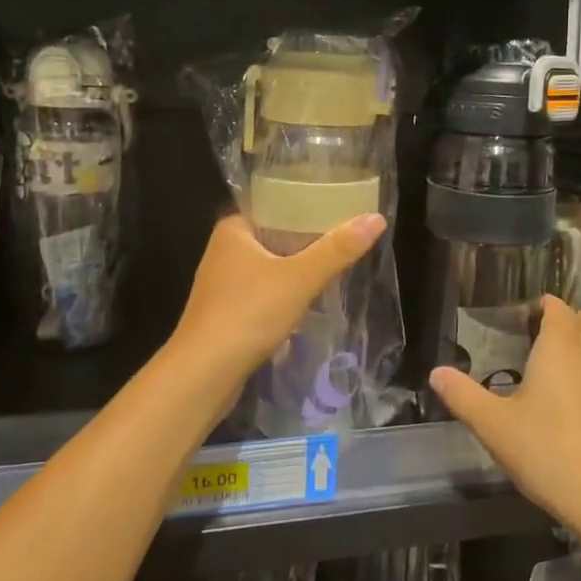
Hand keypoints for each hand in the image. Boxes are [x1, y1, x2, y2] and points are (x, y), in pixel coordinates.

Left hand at [173, 213, 386, 382]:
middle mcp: (223, 251)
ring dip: (297, 271)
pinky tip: (310, 302)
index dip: (307, 205)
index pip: (274, 205)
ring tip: (336, 267)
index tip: (340, 207)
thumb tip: (376, 218)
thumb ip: (338, 249)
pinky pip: (264, 294)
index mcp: (233, 229)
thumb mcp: (300, 278)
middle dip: (308, 241)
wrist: (204, 374)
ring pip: (270, 268)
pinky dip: (285, 295)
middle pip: (275, 237)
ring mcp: (222, 285)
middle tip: (347, 238)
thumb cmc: (248, 313)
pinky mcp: (226, 314)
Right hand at [431, 297, 580, 546]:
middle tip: (541, 338)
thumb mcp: (493, 426)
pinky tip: (562, 412)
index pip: (558, 308)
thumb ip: (463, 396)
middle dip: (572, 319)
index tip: (519, 319)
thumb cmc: (547, 452)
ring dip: (580, 352)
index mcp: (561, 350)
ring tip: (545, 376)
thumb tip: (437, 373)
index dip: (542, 306)